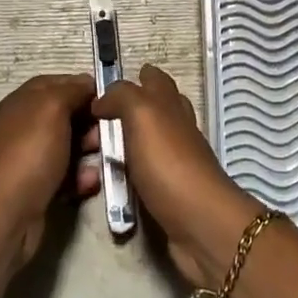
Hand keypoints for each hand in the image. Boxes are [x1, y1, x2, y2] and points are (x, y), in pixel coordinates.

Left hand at [0, 73, 99, 265]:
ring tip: (107, 156)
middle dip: (91, 120)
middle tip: (111, 129)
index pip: (57, 83)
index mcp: (23, 102)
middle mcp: (25, 127)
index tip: (108, 96)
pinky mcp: (40, 186)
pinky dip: (82, 176)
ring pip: (70, 146)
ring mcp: (32, 158)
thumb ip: (72, 90)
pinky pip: (67, 174)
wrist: (8, 213)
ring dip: (91, 149)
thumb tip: (87, 84)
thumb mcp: (53, 107)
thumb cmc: (31, 152)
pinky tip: (91, 181)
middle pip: (66, 115)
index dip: (82, 86)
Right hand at [93, 64, 260, 288]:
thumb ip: (122, 96)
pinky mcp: (171, 191)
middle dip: (132, 105)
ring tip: (98, 144)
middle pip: (157, 108)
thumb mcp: (142, 114)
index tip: (109, 81)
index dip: (137, 76)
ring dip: (129, 139)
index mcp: (170, 104)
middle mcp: (177, 127)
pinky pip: (146, 172)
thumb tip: (102, 99)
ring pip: (151, 140)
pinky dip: (131, 170)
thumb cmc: (169, 163)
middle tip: (99, 113)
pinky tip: (115, 176)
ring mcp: (176, 160)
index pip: (156, 80)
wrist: (199, 222)